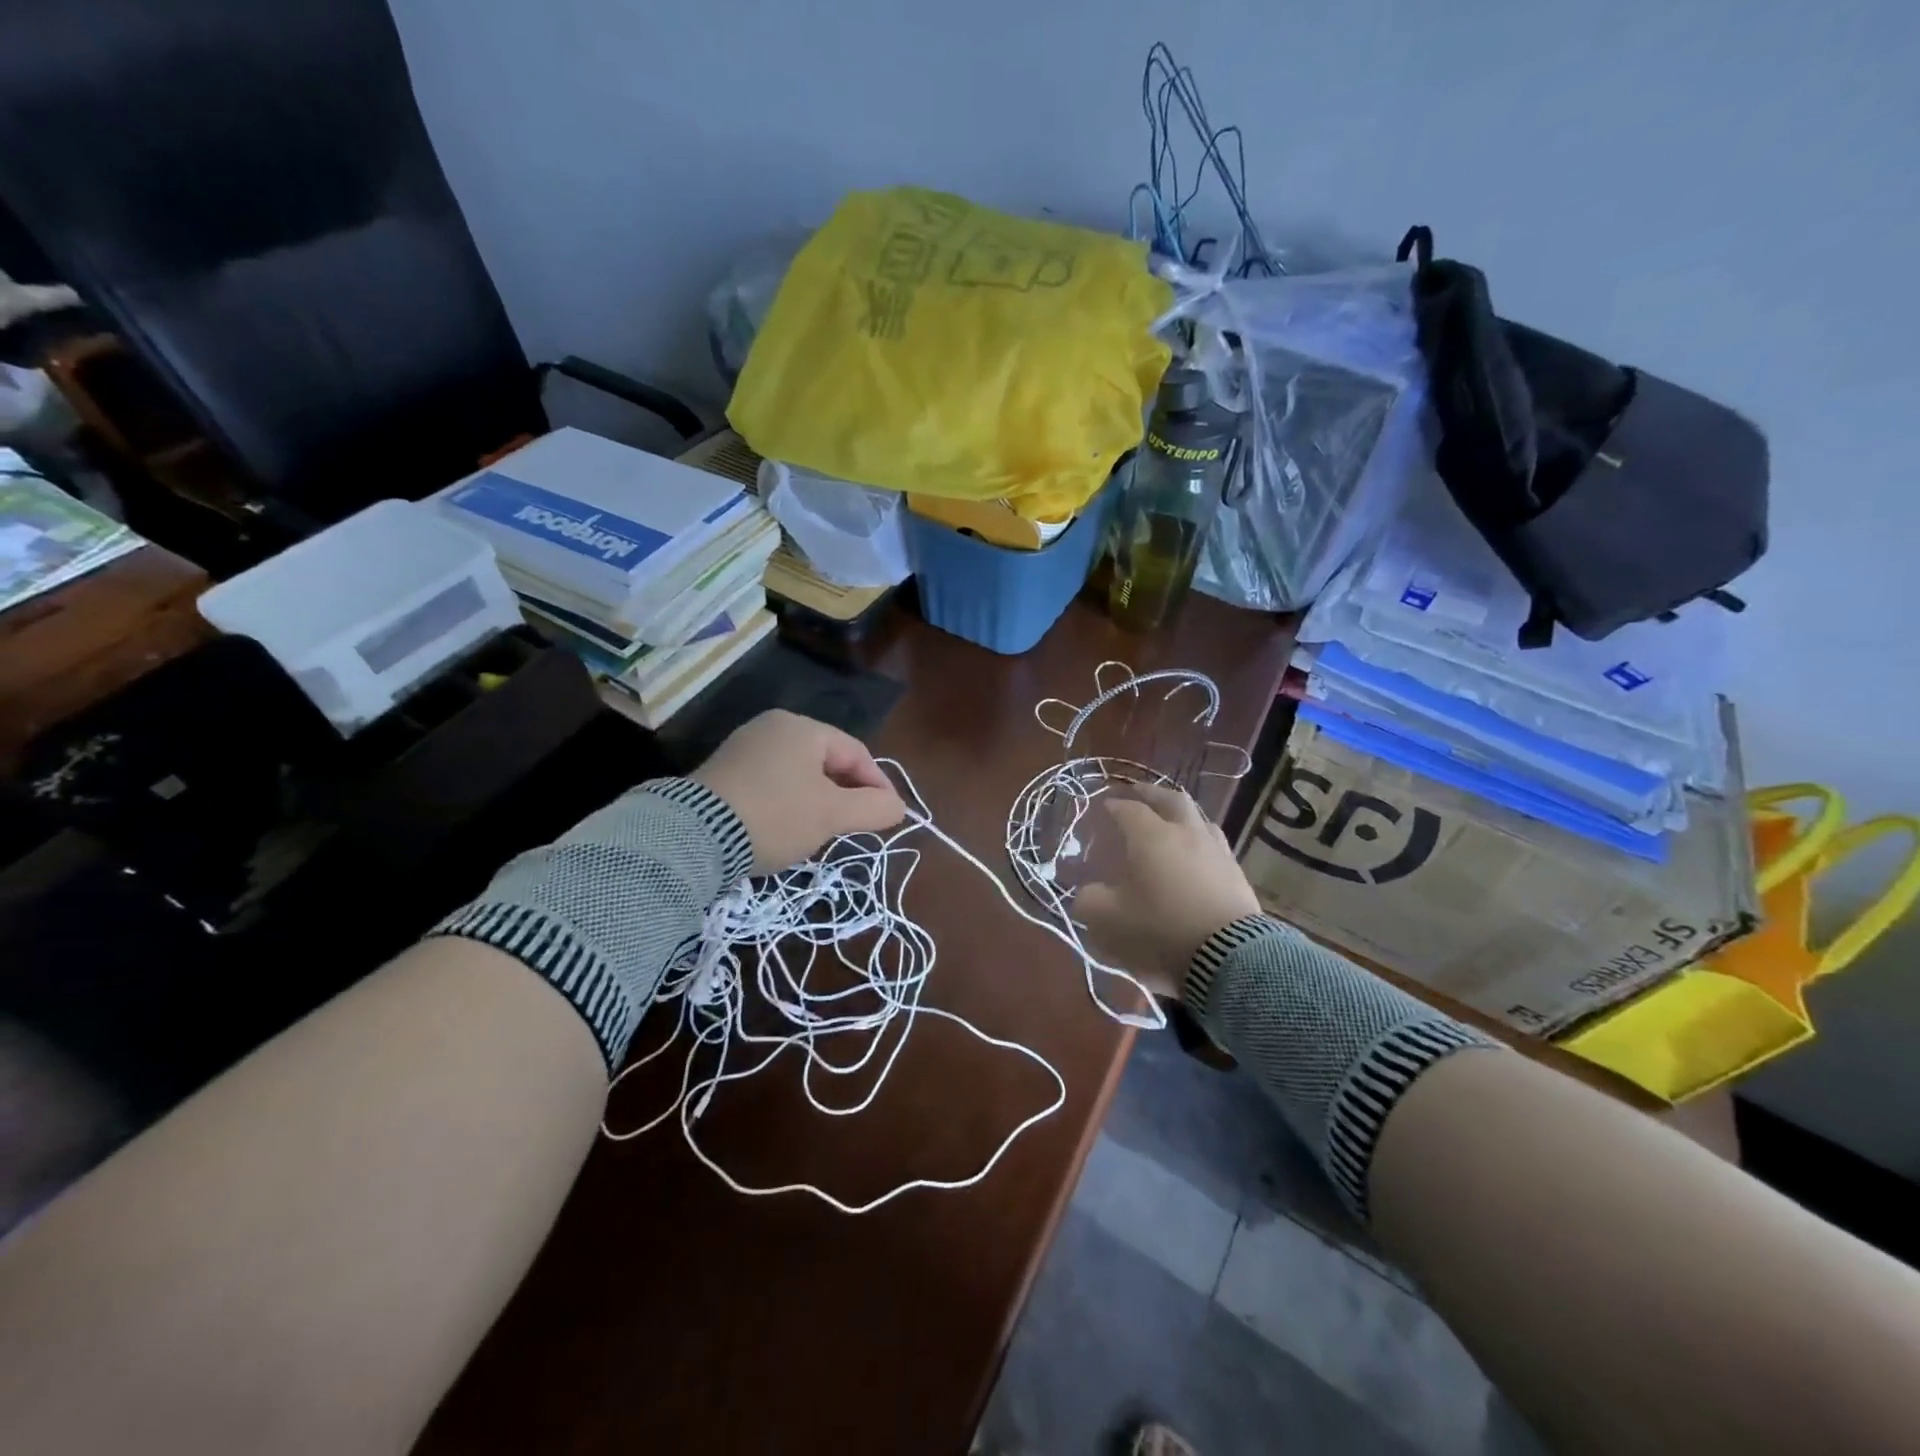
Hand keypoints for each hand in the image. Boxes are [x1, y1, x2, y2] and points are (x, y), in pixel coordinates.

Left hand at [691, 710, 905, 873]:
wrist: (693, 837)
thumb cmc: (775, 816)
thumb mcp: (832, 814)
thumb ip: (874, 808)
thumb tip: (898, 807)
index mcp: (801, 728)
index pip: (855, 753)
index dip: (878, 785)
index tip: (889, 816)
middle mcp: (771, 727)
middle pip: (826, 761)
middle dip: (846, 794)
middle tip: (856, 826)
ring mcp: (743, 748)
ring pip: (799, 774)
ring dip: (818, 801)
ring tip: (822, 831)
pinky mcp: (722, 772)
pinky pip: (771, 783)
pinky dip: (788, 803)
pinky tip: (785, 828)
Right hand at [1075, 783, 1261, 1000]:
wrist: (1228, 957)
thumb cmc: (1160, 929)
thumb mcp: (1108, 920)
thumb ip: (1090, 901)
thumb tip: (1088, 894)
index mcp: (1151, 836)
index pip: (1129, 809)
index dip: (1114, 805)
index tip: (1104, 806)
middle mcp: (1186, 833)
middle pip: (1171, 800)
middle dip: (1152, 794)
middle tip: (1139, 793)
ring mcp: (1217, 851)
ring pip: (1199, 819)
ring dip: (1182, 815)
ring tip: (1171, 822)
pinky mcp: (1237, 874)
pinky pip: (1215, 845)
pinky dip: (1200, 841)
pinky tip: (1196, 855)